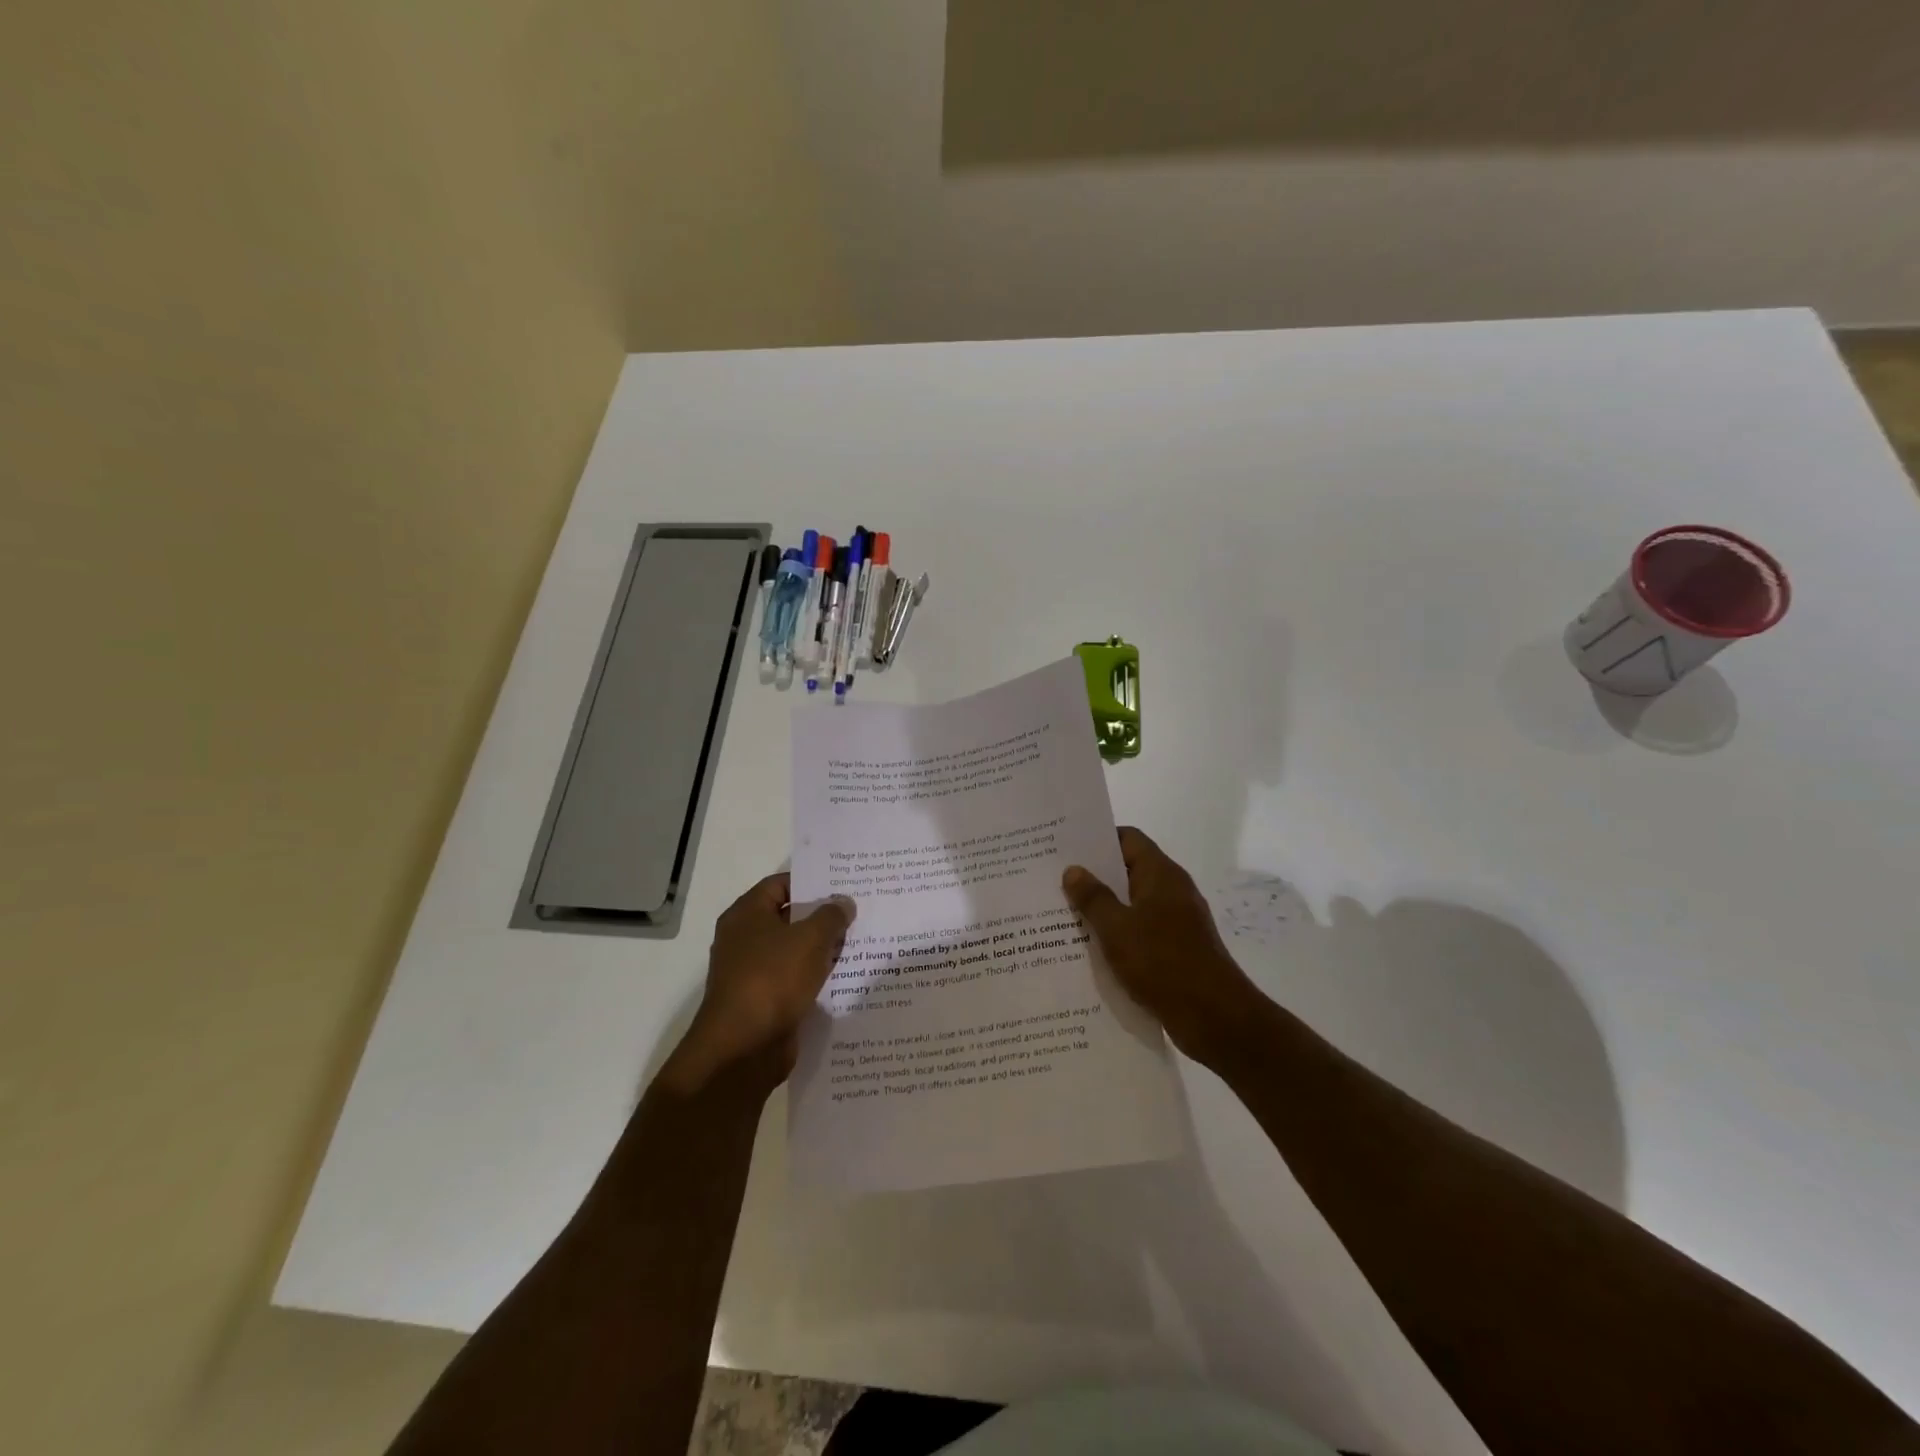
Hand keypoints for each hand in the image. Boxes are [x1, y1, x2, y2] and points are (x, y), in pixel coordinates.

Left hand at [659, 874, 854, 1092]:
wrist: (743, 1049)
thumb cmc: (772, 979)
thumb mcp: (810, 939)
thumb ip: (830, 916)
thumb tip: (843, 902)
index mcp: (746, 914)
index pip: (780, 884)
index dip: (811, 881)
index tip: (842, 883)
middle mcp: (744, 939)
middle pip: (788, 917)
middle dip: (821, 915)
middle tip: (858, 910)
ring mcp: (752, 972)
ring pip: (793, 950)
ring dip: (821, 948)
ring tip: (859, 941)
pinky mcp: (764, 1001)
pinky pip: (794, 979)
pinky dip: (815, 976)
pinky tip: (844, 975)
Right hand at [1063, 827, 1264, 1066]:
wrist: (1215, 1017)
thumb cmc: (1163, 963)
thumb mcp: (1117, 928)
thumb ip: (1093, 897)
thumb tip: (1074, 869)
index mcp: (1161, 875)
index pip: (1128, 839)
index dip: (1098, 839)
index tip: (1066, 848)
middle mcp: (1172, 890)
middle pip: (1129, 870)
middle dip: (1095, 876)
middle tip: (1056, 882)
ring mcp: (1178, 921)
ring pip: (1134, 904)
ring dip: (1105, 909)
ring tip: (1065, 915)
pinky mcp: (1178, 949)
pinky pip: (1142, 931)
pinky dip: (1120, 934)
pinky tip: (1092, 950)